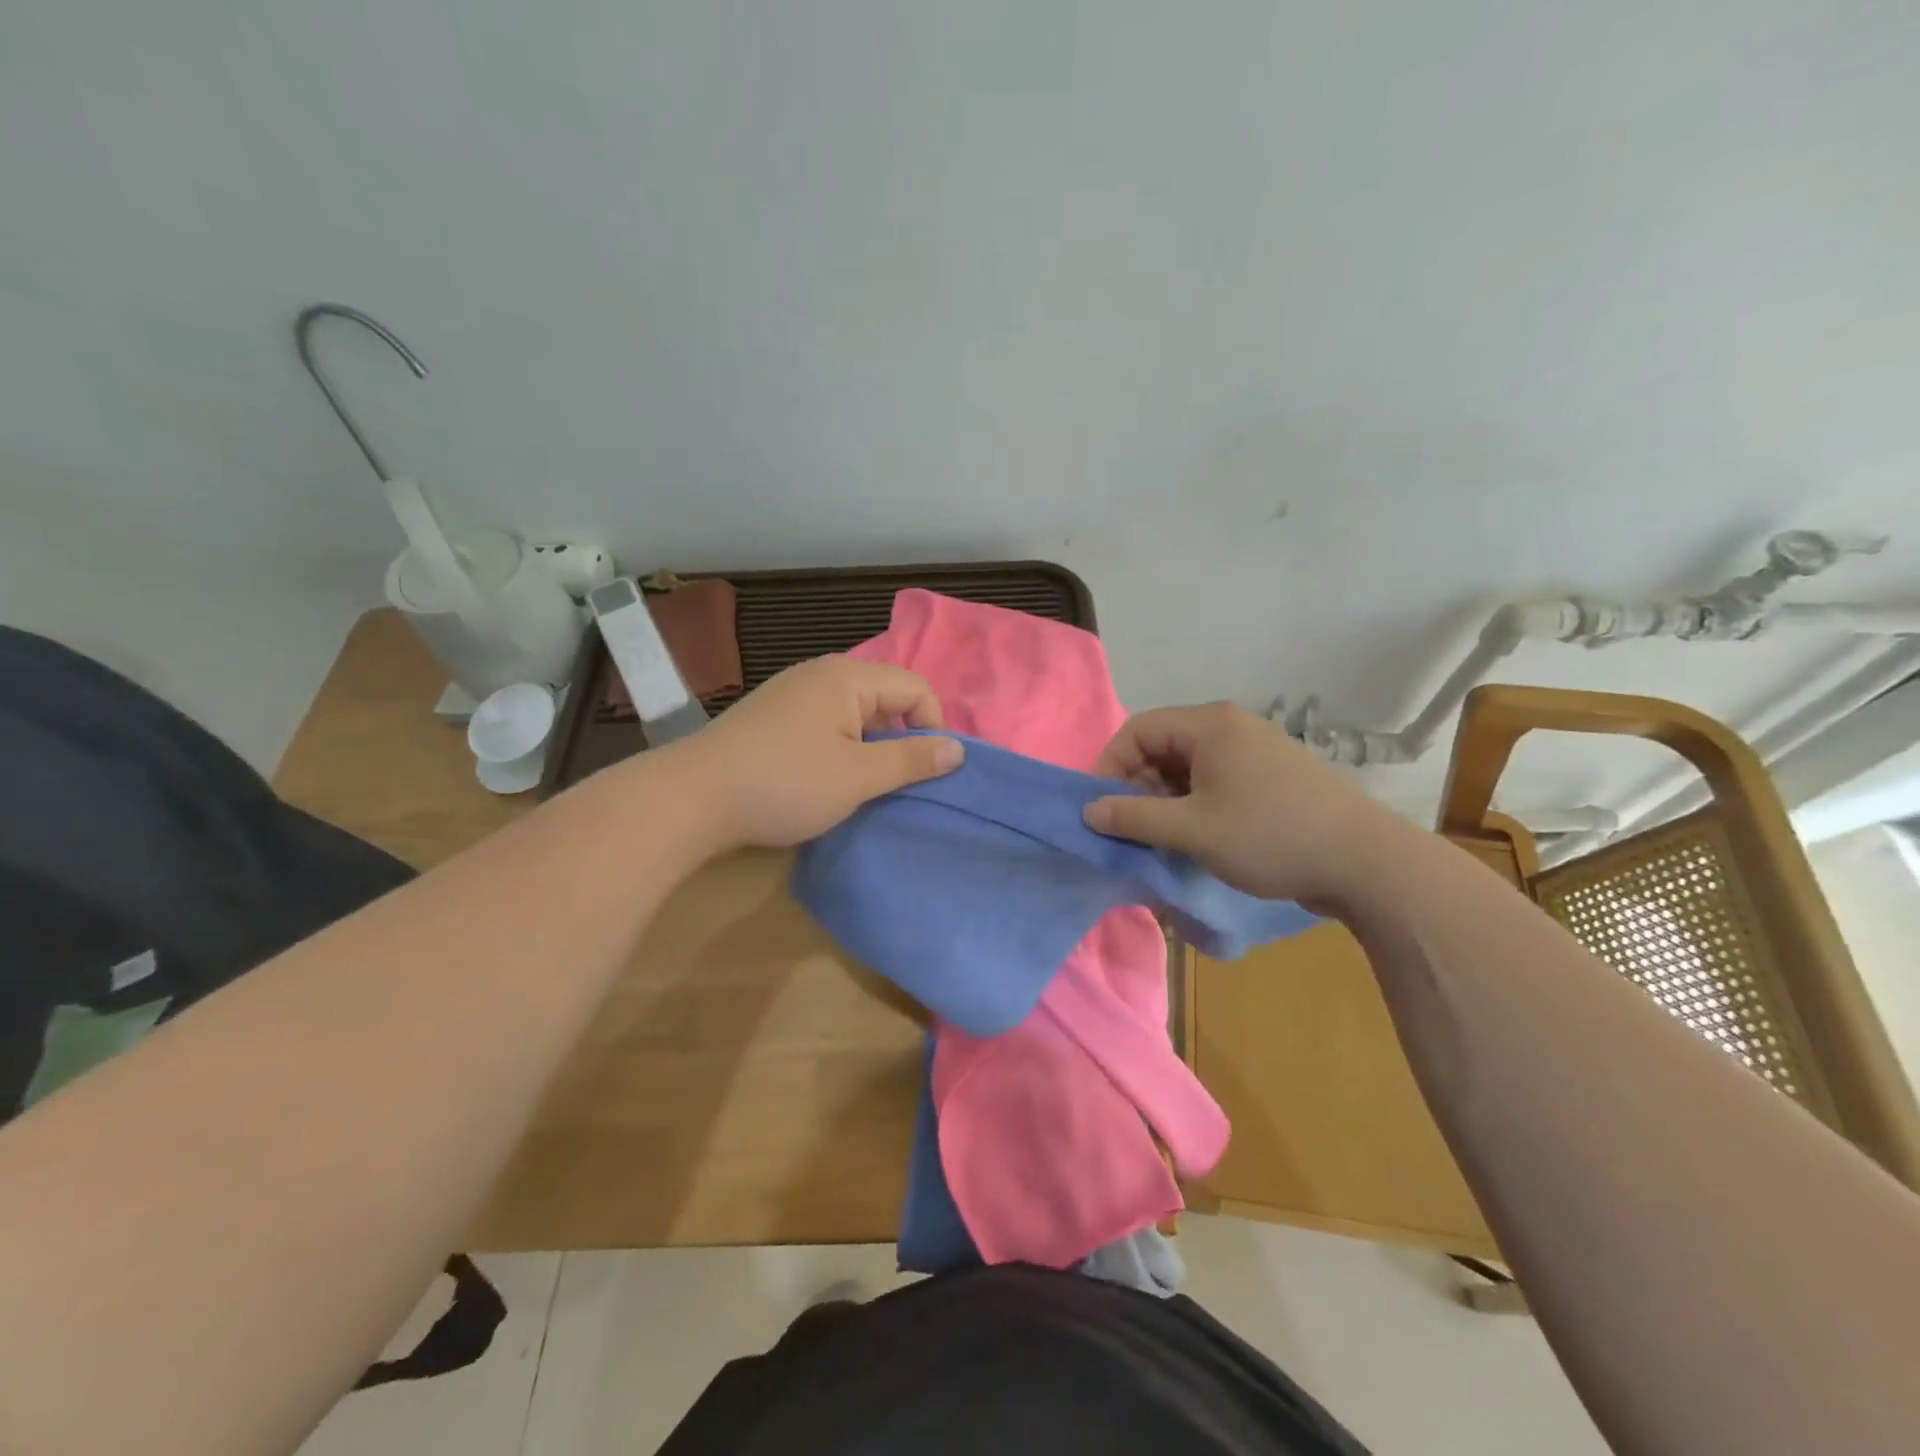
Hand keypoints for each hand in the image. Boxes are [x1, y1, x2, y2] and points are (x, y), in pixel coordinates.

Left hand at [675, 656, 963, 848]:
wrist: (691, 798)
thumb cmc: (784, 783)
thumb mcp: (858, 776)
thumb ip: (911, 760)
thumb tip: (957, 750)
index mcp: (847, 678)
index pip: (915, 687)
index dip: (933, 726)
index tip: (929, 771)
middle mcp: (821, 673)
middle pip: (885, 696)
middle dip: (901, 737)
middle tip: (898, 782)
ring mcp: (792, 693)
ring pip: (854, 712)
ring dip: (870, 746)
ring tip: (864, 785)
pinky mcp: (772, 716)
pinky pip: (825, 722)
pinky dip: (840, 747)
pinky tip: (826, 779)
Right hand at [1082, 701, 1402, 905]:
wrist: (1364, 862)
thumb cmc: (1269, 836)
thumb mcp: (1192, 830)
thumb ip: (1134, 818)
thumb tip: (1087, 811)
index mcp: (1209, 725)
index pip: (1137, 730)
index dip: (1109, 766)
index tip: (1099, 808)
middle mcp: (1230, 727)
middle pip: (1161, 746)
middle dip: (1136, 785)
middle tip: (1128, 828)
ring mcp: (1254, 750)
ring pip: (1187, 766)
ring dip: (1164, 799)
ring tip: (1158, 838)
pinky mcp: (1270, 776)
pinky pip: (1214, 780)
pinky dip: (1193, 804)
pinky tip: (1194, 837)